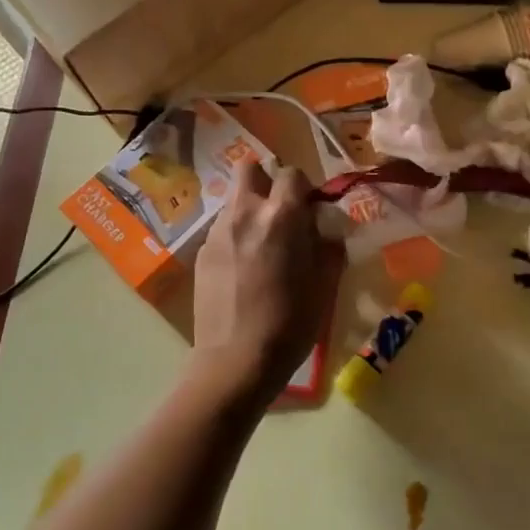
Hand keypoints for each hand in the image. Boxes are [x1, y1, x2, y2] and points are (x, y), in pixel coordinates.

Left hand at [191, 161, 343, 398]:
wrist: (236, 360)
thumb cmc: (290, 323)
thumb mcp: (325, 283)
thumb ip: (328, 246)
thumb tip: (326, 230)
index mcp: (281, 216)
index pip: (292, 173)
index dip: (304, 188)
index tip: (310, 211)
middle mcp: (245, 212)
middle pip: (250, 169)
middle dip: (267, 182)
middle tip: (280, 213)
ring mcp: (218, 231)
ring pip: (233, 200)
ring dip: (250, 210)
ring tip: (261, 246)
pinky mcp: (201, 253)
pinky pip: (222, 229)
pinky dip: (235, 236)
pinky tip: (242, 269)